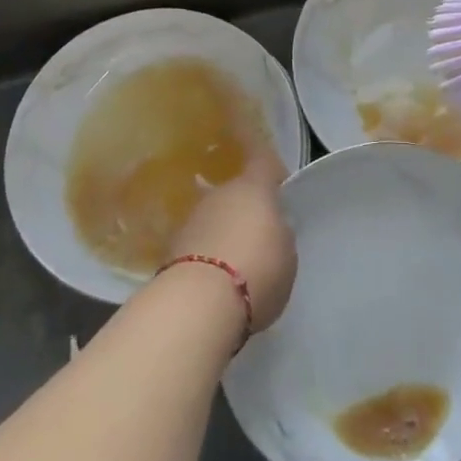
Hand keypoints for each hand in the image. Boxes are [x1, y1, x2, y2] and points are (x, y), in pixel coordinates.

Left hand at [166, 147, 296, 335]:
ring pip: (215, 217)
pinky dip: (207, 254)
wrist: (200, 301)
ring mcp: (193, 217)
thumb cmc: (258, 270)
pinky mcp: (173, 245)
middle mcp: (220, 193)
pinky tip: (216, 279)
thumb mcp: (287, 253)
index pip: (261, 159)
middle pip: (236, 193)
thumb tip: (270, 227)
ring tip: (236, 264)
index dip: (267, 164)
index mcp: (253, 188)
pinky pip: (199, 241)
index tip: (274, 174)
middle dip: (245, 210)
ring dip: (224, 232)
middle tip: (258, 237)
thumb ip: (279, 233)